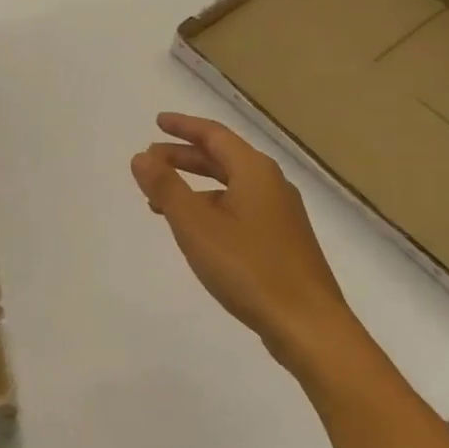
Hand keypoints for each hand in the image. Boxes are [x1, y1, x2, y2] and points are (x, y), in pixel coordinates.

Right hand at [131, 112, 358, 371]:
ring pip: (230, 185)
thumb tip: (141, 157)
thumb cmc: (249, 268)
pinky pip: (240, 208)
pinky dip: (212, 207)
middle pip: (222, 158)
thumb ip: (166, 187)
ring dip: (195, 185)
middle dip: (184, 156)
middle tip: (150, 161)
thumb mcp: (196, 225)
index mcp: (254, 171)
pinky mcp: (282, 241)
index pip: (214, 135)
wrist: (308, 325)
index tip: (157, 122)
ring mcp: (280, 214)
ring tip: (162, 200)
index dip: (183, 126)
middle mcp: (271, 184)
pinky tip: (197, 231)